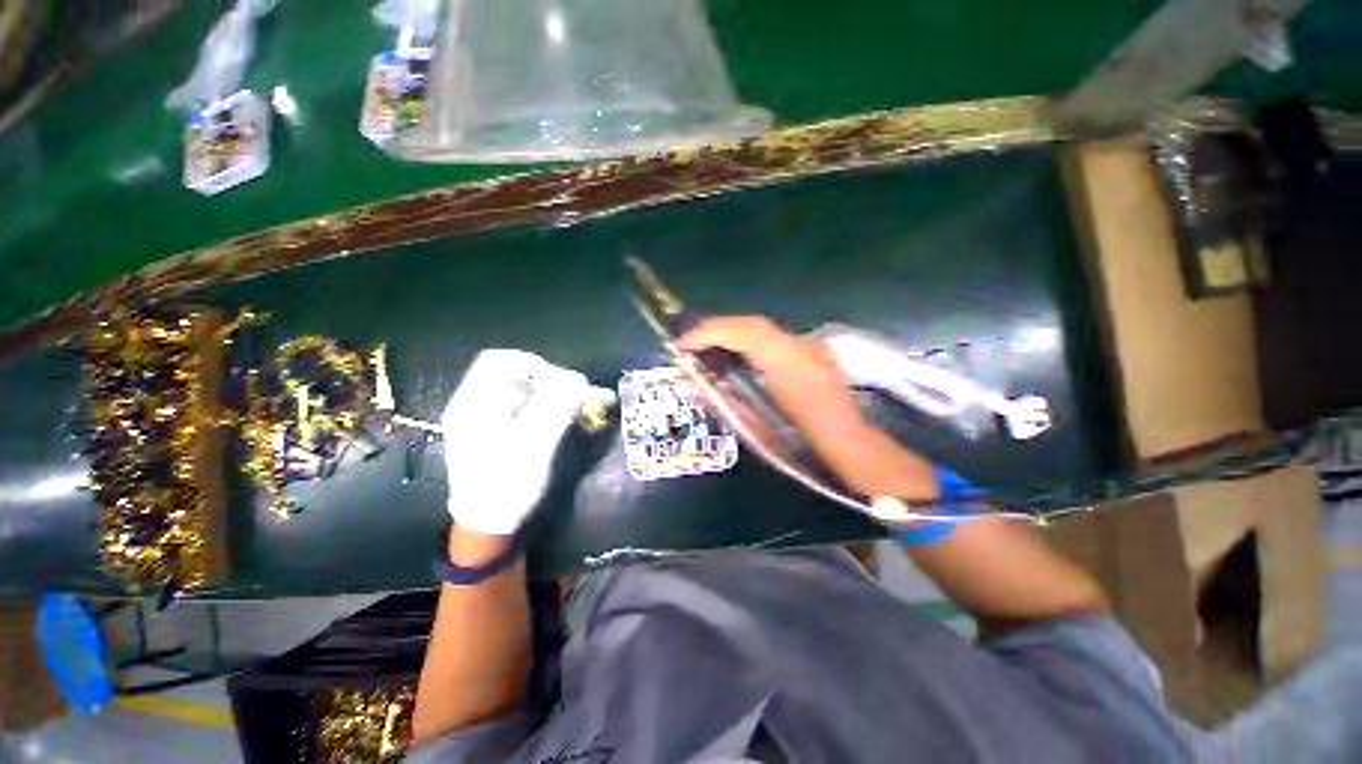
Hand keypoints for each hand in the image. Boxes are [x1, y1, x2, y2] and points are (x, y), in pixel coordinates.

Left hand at [441, 349, 588, 535]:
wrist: (488, 526)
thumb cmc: (507, 483)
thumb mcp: (535, 443)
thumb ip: (556, 407)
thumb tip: (578, 378)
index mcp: (474, 402)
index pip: (499, 359)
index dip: (532, 363)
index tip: (559, 381)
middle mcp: (475, 405)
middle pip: (511, 374)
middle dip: (545, 380)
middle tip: (570, 396)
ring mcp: (484, 420)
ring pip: (519, 391)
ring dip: (547, 394)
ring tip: (570, 409)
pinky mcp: (495, 433)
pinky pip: (521, 408)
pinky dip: (542, 408)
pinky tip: (557, 422)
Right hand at [678, 316, 937, 499]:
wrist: (848, 448)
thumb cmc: (801, 448)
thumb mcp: (756, 427)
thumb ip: (724, 399)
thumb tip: (692, 383)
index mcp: (791, 367)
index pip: (747, 334)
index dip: (711, 332)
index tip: (683, 344)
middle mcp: (803, 348)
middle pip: (753, 324)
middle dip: (717, 329)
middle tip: (691, 343)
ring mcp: (812, 347)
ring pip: (764, 329)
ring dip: (732, 333)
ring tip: (708, 345)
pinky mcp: (814, 351)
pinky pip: (774, 339)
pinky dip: (749, 341)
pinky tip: (738, 353)